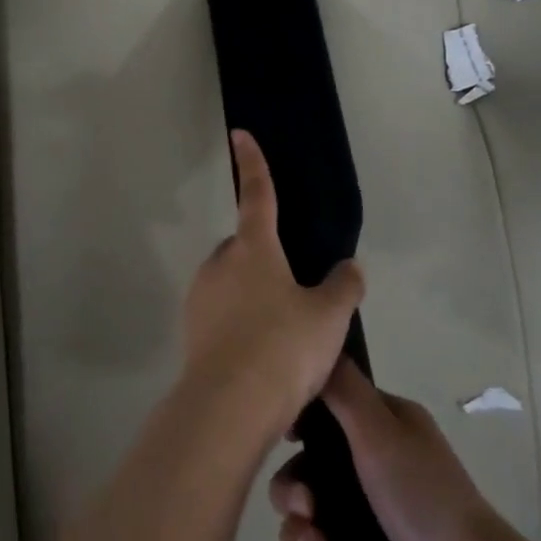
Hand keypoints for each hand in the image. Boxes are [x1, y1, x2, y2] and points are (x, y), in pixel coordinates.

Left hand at [179, 131, 364, 440]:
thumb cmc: (283, 347)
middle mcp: (220, 263)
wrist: (228, 407)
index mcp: (253, 248)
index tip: (239, 133)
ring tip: (284, 340)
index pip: (257, 193)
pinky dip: (240, 327)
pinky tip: (263, 360)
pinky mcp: (191, 329)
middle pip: (245, 247)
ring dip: (253, 297)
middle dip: (265, 260)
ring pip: (232, 284)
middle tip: (295, 297)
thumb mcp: (329, 317)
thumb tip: (349, 268)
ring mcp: (200, 296)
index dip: (253, 162)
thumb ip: (343, 287)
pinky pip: (222, 316)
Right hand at [269, 360, 515, 540]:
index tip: (284, 439)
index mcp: (387, 426)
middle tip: (303, 510)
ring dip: (299, 532)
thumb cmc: (421, 497)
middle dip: (294, 490)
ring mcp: (376, 516)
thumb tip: (316, 346)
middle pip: (311, 466)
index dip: (301, 422)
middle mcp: (381, 464)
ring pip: (311, 513)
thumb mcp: (379, 429)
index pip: (330, 409)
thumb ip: (343, 388)